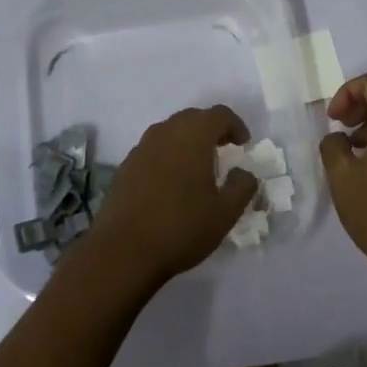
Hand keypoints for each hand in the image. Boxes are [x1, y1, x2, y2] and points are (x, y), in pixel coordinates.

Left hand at [87, 105, 259, 286]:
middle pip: (193, 118)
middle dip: (211, 130)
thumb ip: (242, 187)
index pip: (219, 114)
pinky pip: (153, 149)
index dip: (235, 125)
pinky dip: (168, 156)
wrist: (122, 252)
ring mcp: (141, 148)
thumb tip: (244, 173)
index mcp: (193, 135)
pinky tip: (171, 183)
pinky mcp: (125, 166)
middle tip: (223, 151)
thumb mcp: (225, 213)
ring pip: (170, 131)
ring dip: (187, 141)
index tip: (243, 145)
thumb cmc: (181, 227)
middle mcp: (165, 132)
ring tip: (198, 167)